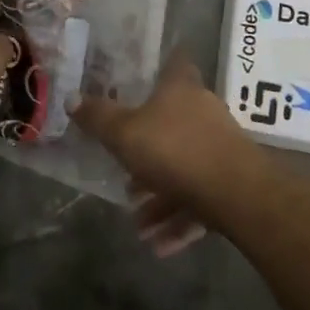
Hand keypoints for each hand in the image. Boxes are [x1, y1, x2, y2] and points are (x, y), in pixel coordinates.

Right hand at [72, 55, 264, 255]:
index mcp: (181, 88)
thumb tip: (71, 97)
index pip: (174, 63)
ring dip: (160, 198)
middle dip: (147, 154)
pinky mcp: (233, 181)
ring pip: (183, 168)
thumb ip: (99, 118)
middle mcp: (203, 111)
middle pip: (171, 124)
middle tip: (126, 178)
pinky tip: (159, 246)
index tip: (141, 79)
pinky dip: (179, 219)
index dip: (159, 67)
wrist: (238, 194)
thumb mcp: (125, 134)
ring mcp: (220, 147)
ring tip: (139, 225)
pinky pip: (199, 198)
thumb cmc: (175, 150)